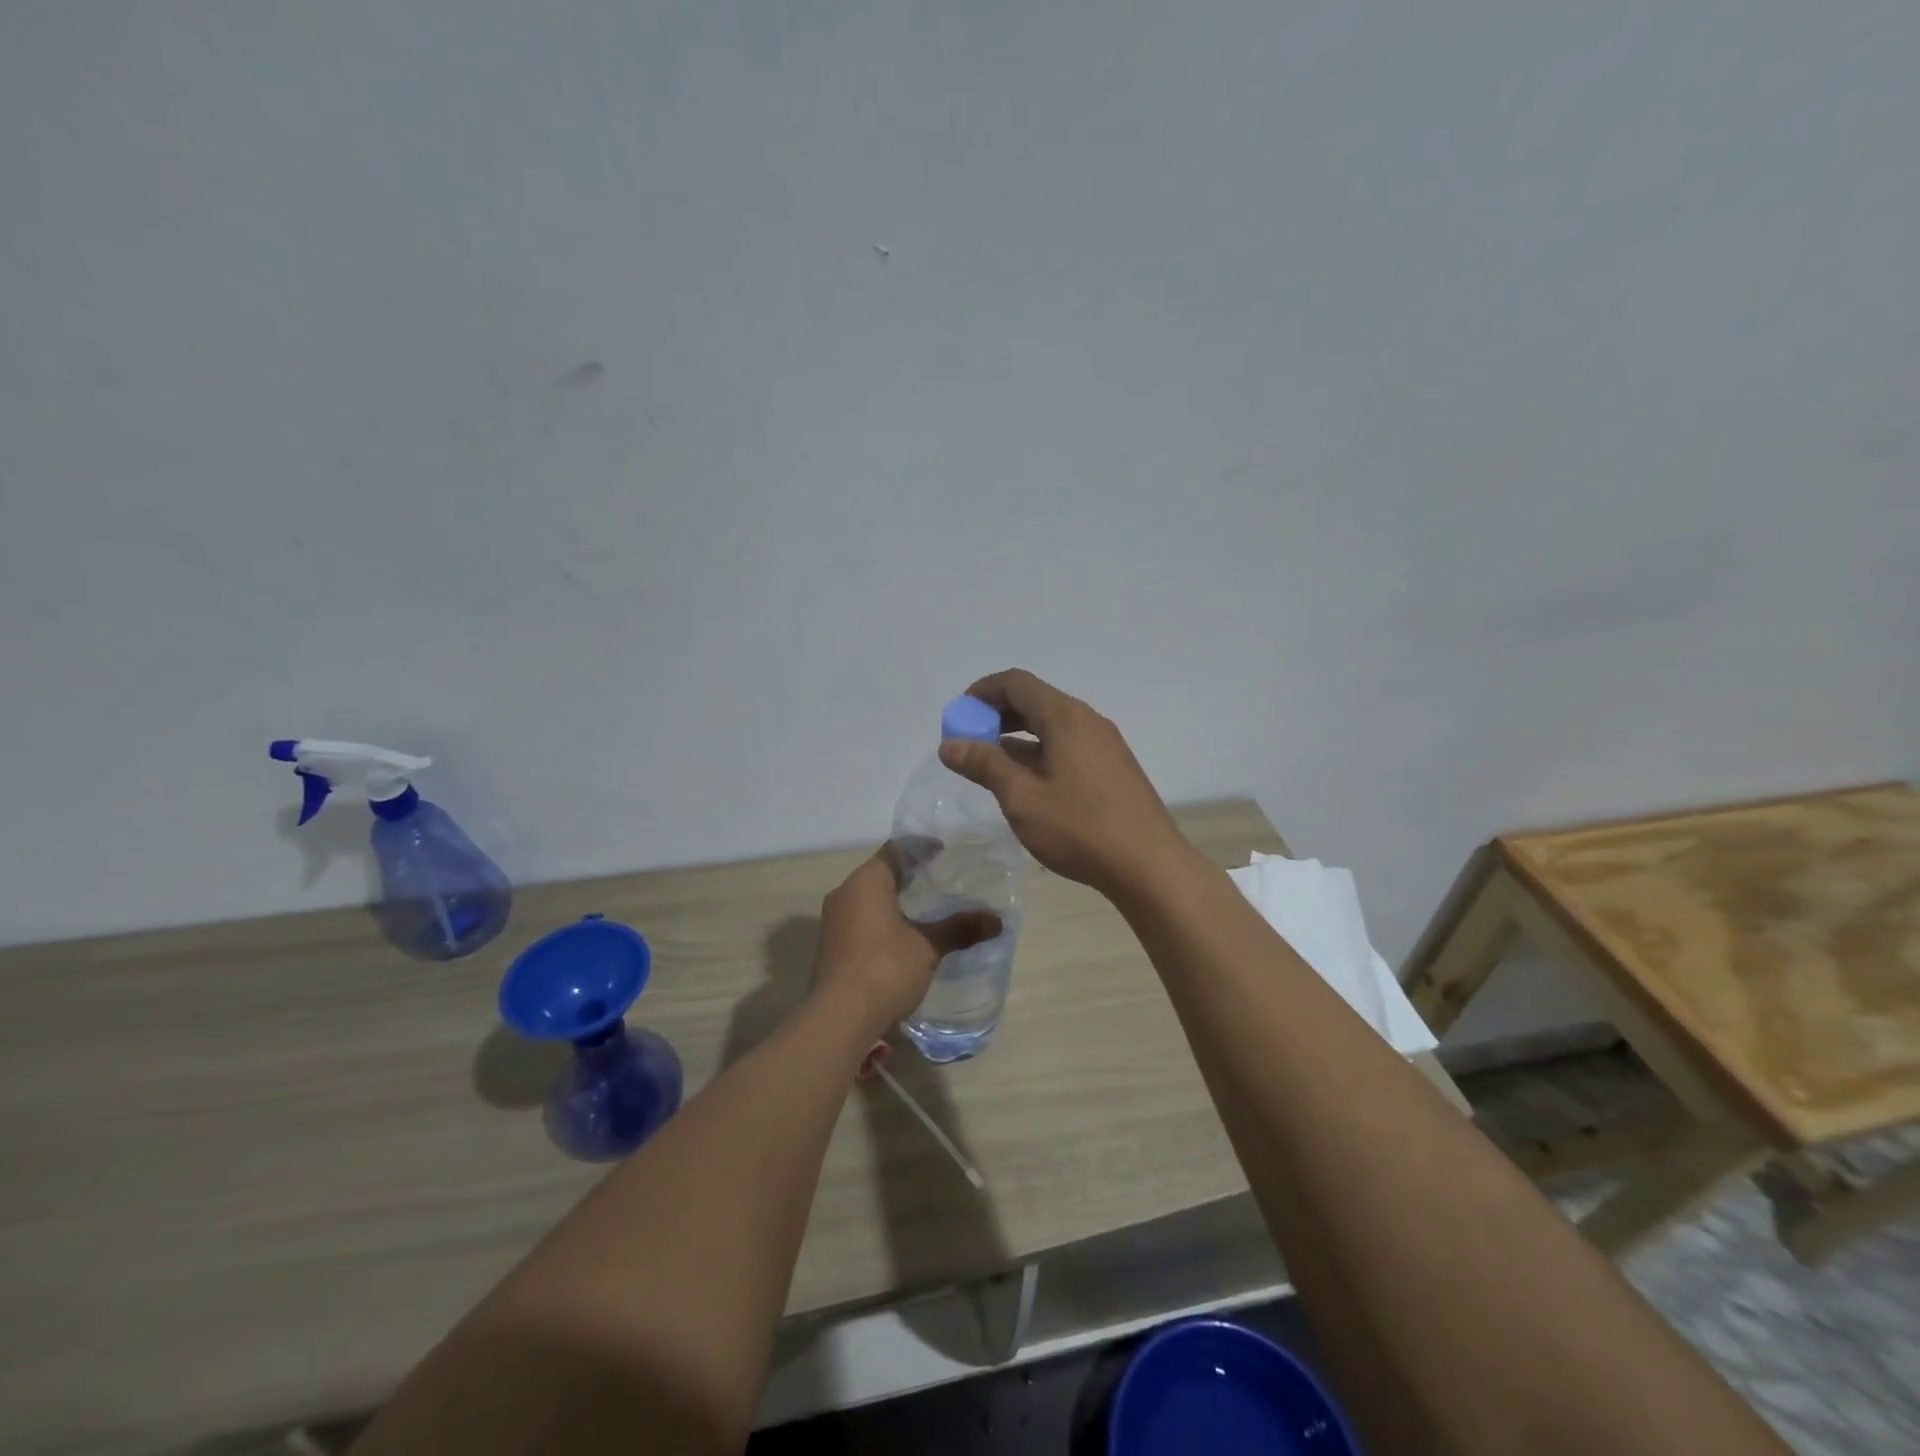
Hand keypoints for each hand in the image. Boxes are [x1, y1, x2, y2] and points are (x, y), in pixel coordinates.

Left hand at [812, 844, 1001, 1035]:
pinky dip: (882, 920)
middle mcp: (844, 893)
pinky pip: (860, 920)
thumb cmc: (885, 968)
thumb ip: (959, 929)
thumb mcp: (928, 947)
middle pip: (880, 873)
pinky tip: (903, 937)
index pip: (895, 850)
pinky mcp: (831, 946)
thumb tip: (997, 921)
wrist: (839, 1018)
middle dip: (909, 876)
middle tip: (939, 879)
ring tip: (925, 908)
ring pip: (868, 898)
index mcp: (866, 881)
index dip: (921, 848)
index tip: (943, 851)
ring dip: (894, 900)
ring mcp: (833, 921)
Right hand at [938, 669, 1189, 897]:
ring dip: (1018, 736)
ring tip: (992, 765)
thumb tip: (950, 744)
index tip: (959, 715)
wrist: (1149, 865)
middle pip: (1035, 700)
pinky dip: (1040, 751)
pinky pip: (1068, 744)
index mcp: (1064, 717)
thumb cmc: (1079, 827)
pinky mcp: (1113, 767)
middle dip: (998, 714)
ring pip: (1052, 725)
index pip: (1016, 682)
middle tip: (970, 742)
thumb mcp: (1022, 798)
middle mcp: (1087, 720)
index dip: (982, 691)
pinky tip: (1028, 783)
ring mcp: (1104, 743)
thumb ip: (985, 765)